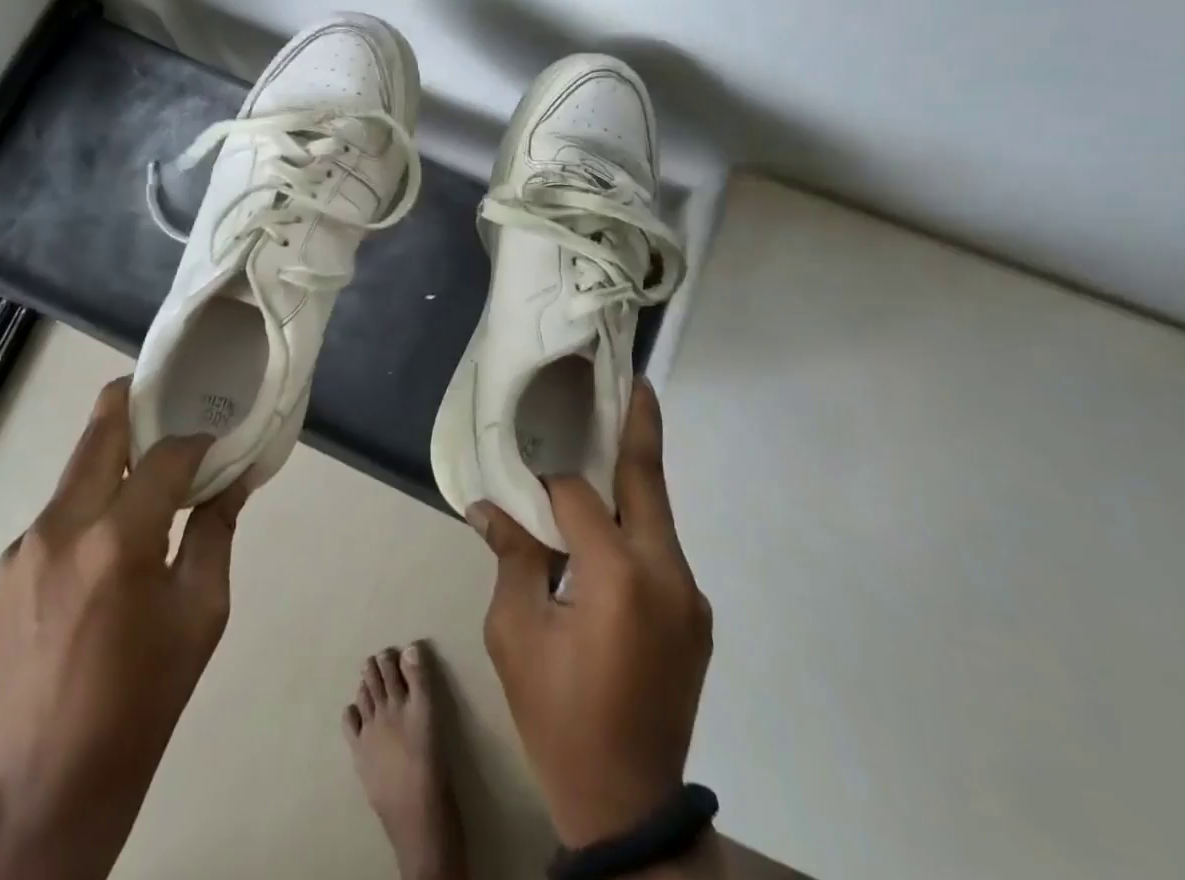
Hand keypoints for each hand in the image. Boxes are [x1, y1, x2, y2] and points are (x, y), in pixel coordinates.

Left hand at [0, 376, 246, 879]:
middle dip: (141, 402)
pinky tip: (114, 536)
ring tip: (153, 474)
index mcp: (117, 540)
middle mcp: (62, 526)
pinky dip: (94, 497)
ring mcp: (26, 544)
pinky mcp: (8, 565)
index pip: (165, 453)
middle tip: (177, 403)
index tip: (217, 441)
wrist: (50, 780)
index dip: (196, 438)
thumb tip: (236, 476)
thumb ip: (216, 530)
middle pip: (103, 426)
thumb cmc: (145, 695)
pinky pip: (61, 507)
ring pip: (79, 463)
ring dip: (118, 453)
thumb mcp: (201, 611)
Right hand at [470, 378, 712, 850]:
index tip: (522, 467)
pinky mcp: (697, 615)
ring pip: (656, 516)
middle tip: (632, 379)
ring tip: (605, 444)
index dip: (546, 479)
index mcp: (618, 576)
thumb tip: (487, 507)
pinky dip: (635, 526)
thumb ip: (511, 557)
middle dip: (640, 425)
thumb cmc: (558, 715)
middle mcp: (667, 574)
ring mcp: (690, 596)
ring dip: (631, 481)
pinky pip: (661, 550)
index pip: (576, 496)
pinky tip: (609, 527)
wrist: (628, 805)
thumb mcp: (515, 634)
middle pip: (648, 481)